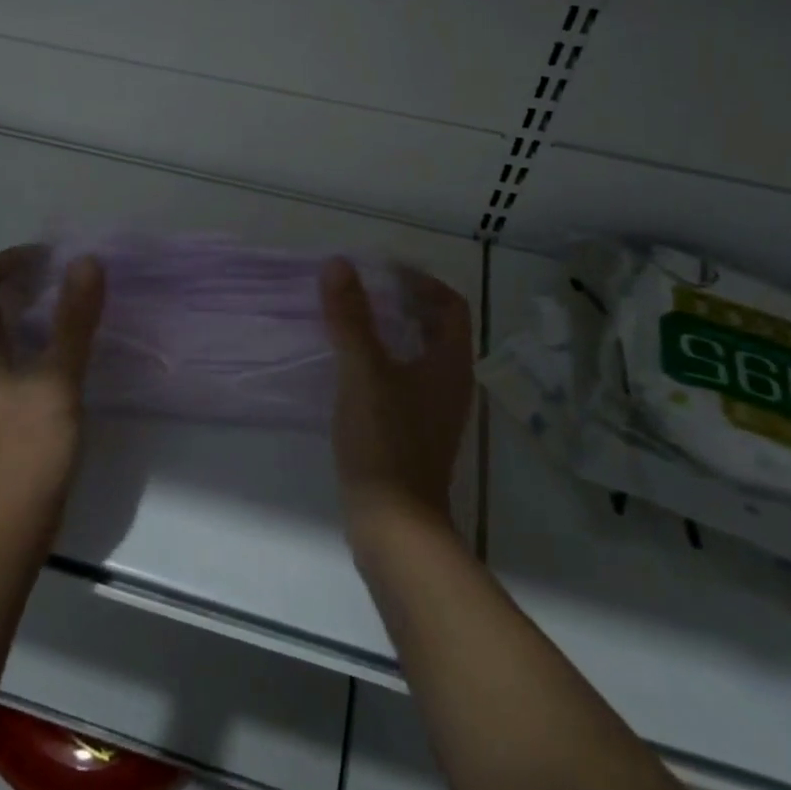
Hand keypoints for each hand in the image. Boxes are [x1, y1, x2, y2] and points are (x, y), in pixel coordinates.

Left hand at [0, 246, 105, 543]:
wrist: (12, 524)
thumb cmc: (30, 447)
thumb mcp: (58, 378)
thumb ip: (74, 320)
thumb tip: (86, 262)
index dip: (11, 259)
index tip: (53, 259)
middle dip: (29, 280)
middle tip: (72, 278)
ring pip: (8, 329)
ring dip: (38, 308)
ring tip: (79, 306)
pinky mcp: (6, 407)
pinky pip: (20, 354)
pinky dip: (44, 338)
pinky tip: (74, 350)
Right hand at [322, 259, 473, 545]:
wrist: (394, 525)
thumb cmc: (385, 441)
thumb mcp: (364, 372)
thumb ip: (351, 317)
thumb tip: (339, 264)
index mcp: (450, 364)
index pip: (451, 305)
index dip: (422, 281)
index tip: (384, 270)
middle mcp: (451, 384)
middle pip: (436, 329)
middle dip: (403, 303)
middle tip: (363, 290)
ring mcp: (434, 412)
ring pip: (419, 356)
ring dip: (391, 332)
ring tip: (352, 321)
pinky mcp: (414, 433)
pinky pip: (404, 380)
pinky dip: (383, 361)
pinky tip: (350, 368)